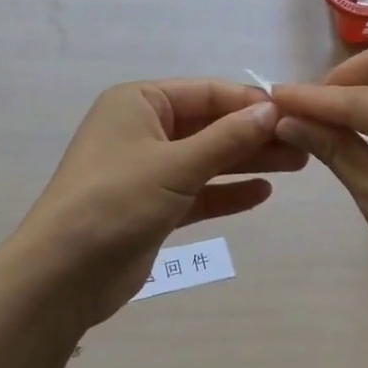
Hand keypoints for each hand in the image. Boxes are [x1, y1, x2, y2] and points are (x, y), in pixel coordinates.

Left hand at [14, 80, 307, 327]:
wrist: (62, 275)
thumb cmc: (115, 202)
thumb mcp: (175, 165)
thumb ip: (227, 138)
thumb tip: (272, 110)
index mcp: (138, 103)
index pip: (205, 92)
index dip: (249, 102)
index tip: (295, 112)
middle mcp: (142, 129)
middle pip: (209, 125)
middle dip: (254, 134)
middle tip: (306, 142)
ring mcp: (147, 169)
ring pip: (207, 158)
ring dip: (248, 161)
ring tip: (299, 164)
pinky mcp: (152, 207)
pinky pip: (198, 191)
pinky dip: (227, 192)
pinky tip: (263, 193)